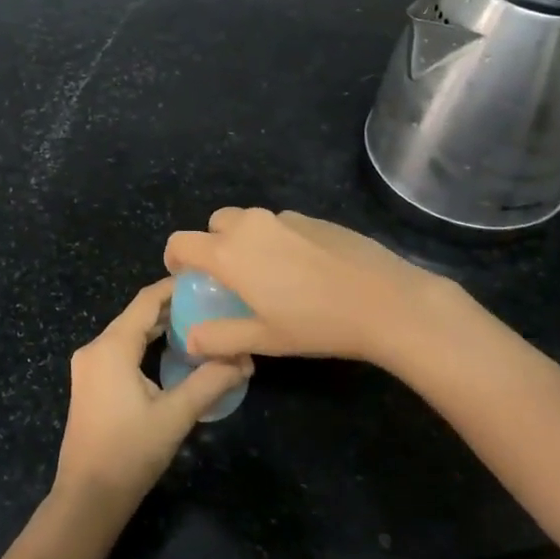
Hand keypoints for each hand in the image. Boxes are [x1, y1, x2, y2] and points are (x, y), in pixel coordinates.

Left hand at [53, 278, 250, 513]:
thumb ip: (210, 382)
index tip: (204, 281)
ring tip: (197, 325)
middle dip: (171, 308)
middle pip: (136, 315)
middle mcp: (95, 348)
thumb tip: (245, 360)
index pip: (146, 301)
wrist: (88, 498)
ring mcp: (88, 367)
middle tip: (209, 304)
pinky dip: (145, 345)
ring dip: (158, 328)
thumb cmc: (130, 452)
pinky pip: (120, 350)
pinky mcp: (89, 384)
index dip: (174, 287)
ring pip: (127, 333)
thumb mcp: (176, 416)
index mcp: (111, 346)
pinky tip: (170, 354)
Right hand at [164, 208, 467, 368]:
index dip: (175, 257)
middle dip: (212, 244)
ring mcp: (284, 218)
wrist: (384, 300)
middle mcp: (250, 226)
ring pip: (249, 221)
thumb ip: (220, 337)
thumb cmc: (316, 323)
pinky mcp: (313, 218)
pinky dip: (276, 240)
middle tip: (229, 277)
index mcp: (229, 253)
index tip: (184, 276)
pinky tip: (304, 270)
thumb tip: (190, 338)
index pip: (182, 241)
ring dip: (245, 241)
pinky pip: (279, 224)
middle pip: (215, 223)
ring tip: (268, 275)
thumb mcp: (264, 339)